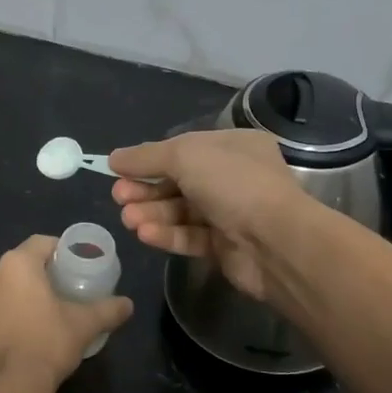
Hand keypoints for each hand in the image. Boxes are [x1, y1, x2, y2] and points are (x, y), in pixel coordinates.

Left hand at [0, 236, 133, 390]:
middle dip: (37, 275)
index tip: (73, 266)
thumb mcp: (85, 324)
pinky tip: (16, 335)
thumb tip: (128, 304)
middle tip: (58, 292)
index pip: (40, 243)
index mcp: (16, 264)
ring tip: (36, 316)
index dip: (59, 251)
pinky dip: (0, 317)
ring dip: (15, 296)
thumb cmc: (48, 343)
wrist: (8, 388)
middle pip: (18, 266)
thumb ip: (108, 309)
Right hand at [108, 130, 307, 302]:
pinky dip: (167, 234)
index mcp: (233, 146)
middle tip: (119, 197)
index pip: (184, 149)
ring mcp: (231, 213)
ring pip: (182, 211)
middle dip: (146, 189)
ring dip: (152, 213)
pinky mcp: (225, 247)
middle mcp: (234, 177)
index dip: (150, 159)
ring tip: (128, 219)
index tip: (118, 169)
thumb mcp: (185, 155)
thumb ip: (146, 156)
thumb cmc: (233, 184)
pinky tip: (145, 234)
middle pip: (179, 181)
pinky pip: (190, 236)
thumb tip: (114, 158)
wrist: (277, 242)